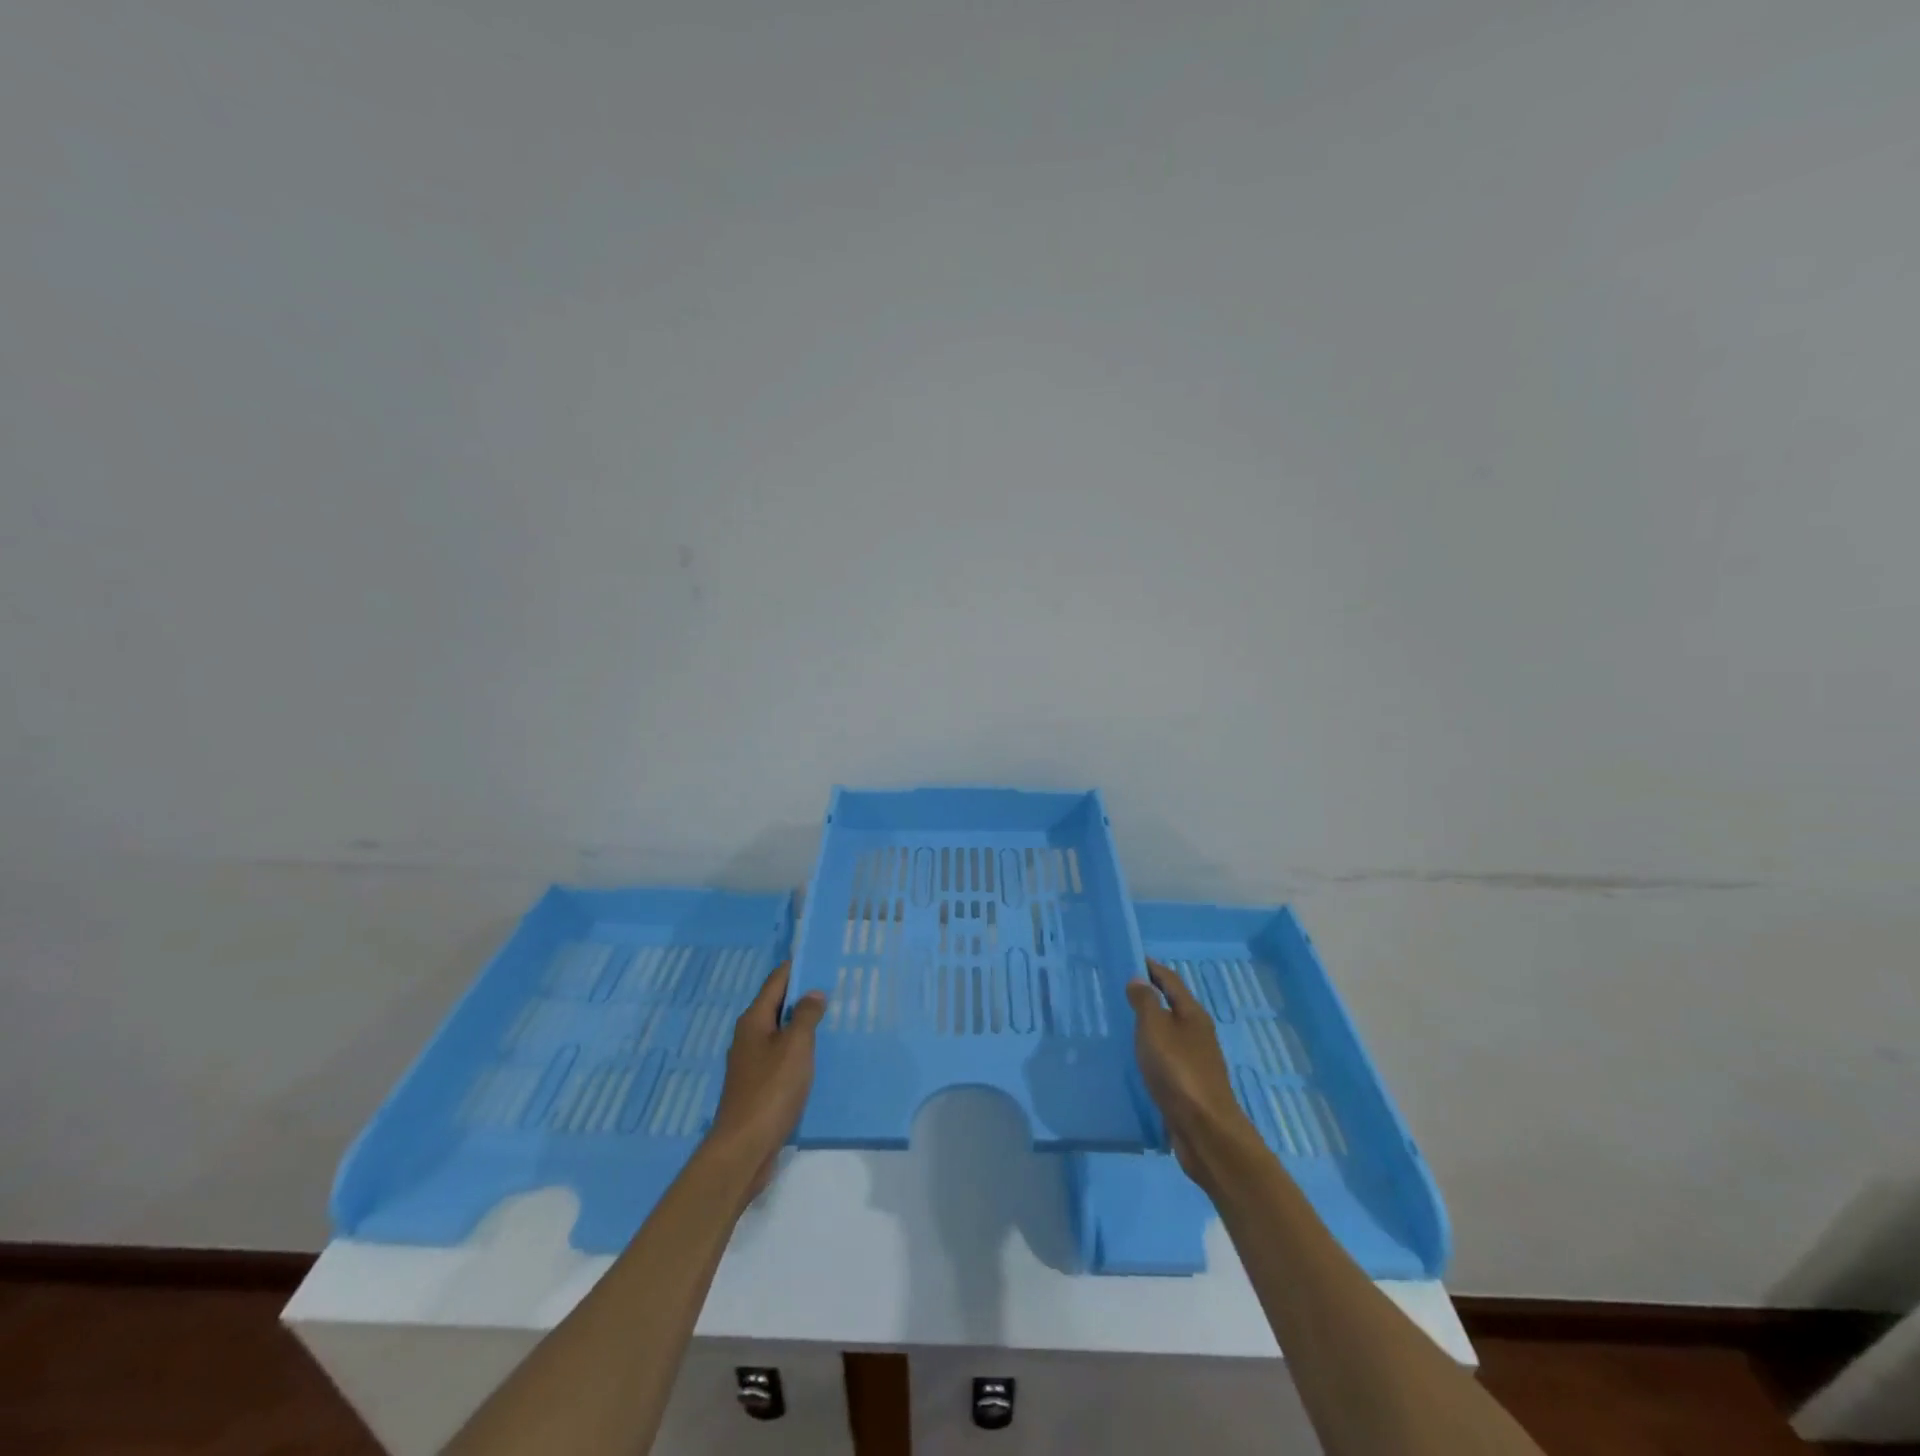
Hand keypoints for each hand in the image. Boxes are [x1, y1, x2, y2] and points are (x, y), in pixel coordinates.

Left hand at [706, 961, 825, 1198]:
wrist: (744, 1148)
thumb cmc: (771, 1090)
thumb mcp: (796, 1046)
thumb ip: (806, 1016)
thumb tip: (812, 993)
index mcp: (753, 1021)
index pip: (776, 981)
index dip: (797, 968)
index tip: (820, 958)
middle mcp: (748, 1036)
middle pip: (776, 1005)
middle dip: (802, 996)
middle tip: (834, 988)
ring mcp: (750, 1063)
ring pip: (779, 1032)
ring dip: (801, 1025)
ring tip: (831, 1019)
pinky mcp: (757, 1086)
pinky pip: (780, 1056)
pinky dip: (798, 1050)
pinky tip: (816, 1057)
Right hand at [1126, 958, 1258, 1181]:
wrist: (1204, 1130)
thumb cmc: (1178, 1071)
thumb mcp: (1155, 1028)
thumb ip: (1145, 1002)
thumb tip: (1139, 979)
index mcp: (1193, 1015)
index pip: (1171, 981)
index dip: (1152, 968)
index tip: (1132, 958)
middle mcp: (1198, 1034)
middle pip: (1173, 1006)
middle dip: (1150, 996)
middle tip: (1120, 991)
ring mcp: (1195, 1061)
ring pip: (1169, 1033)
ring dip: (1150, 1025)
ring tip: (1123, 1023)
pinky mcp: (1188, 1085)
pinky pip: (1166, 1058)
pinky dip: (1151, 1051)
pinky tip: (1136, 1058)